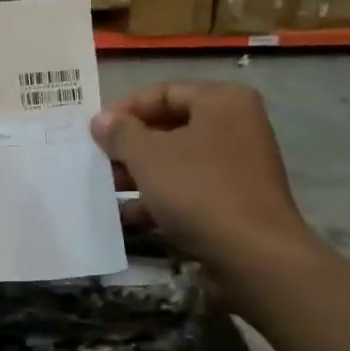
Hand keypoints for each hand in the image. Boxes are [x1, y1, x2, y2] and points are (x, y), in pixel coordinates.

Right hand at [91, 82, 309, 265]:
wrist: (255, 257)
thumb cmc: (200, 191)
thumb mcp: (149, 156)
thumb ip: (121, 133)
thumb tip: (101, 120)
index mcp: (222, 102)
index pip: (163, 93)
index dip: (124, 110)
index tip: (94, 131)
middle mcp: (236, 126)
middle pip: (170, 127)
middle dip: (130, 145)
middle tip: (97, 160)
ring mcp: (239, 166)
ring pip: (178, 161)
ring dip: (140, 174)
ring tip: (106, 189)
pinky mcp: (236, 201)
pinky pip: (190, 189)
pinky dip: (160, 198)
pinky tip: (127, 216)